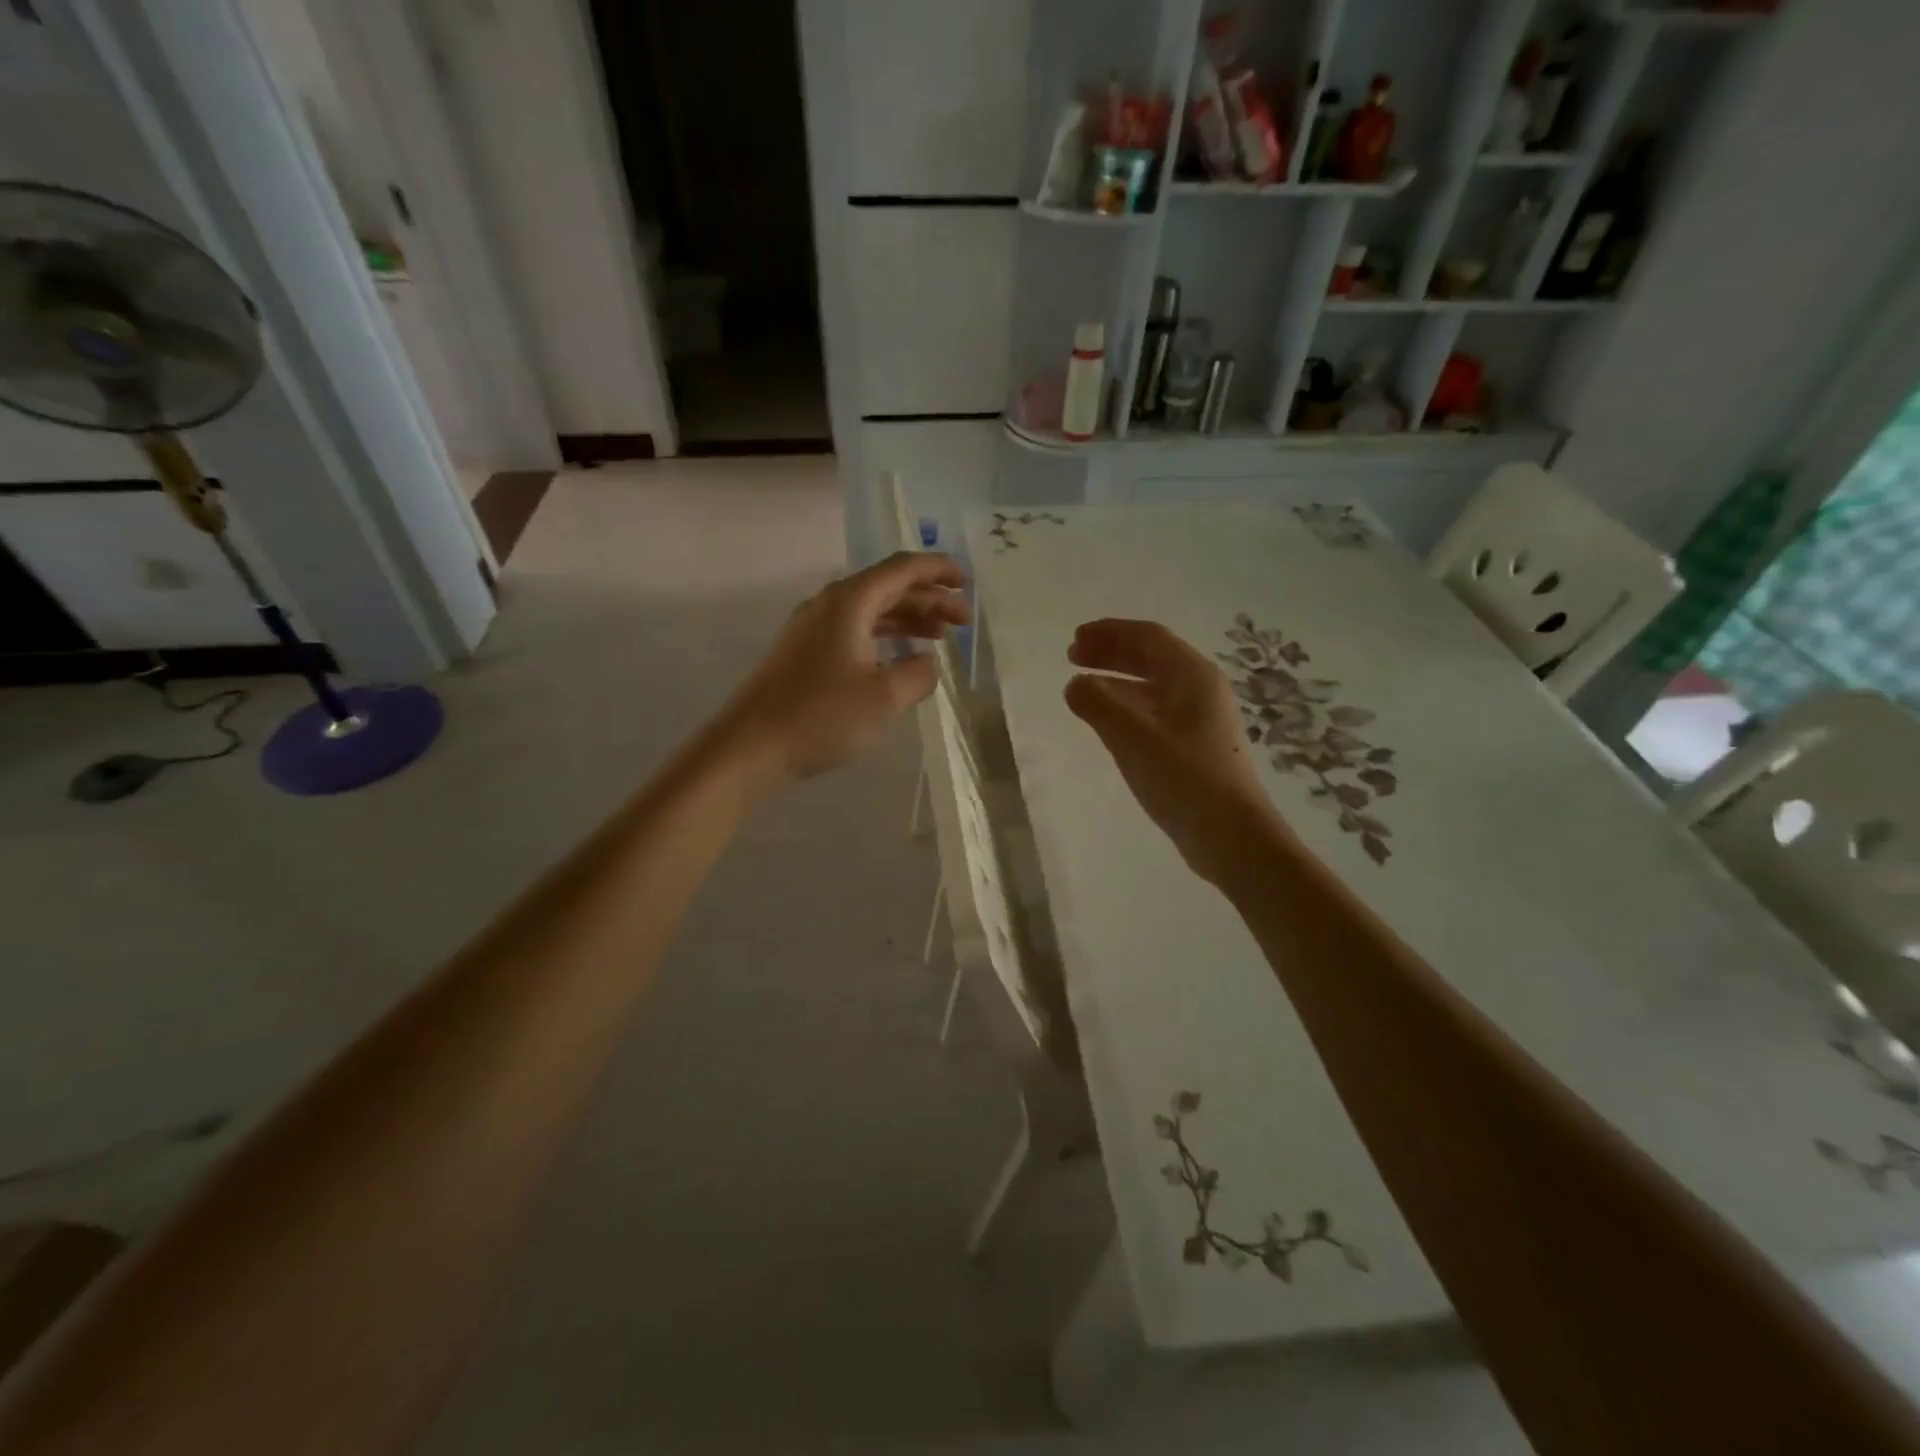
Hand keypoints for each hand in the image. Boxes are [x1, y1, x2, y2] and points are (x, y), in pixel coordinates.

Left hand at [712, 552, 968, 788]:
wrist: (750, 746)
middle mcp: (830, 605)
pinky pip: (855, 631)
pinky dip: (885, 637)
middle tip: (962, 620)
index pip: (902, 569)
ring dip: (908, 619)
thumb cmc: (821, 716)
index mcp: (850, 602)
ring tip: (940, 636)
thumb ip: (918, 673)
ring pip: (871, 611)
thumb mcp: (884, 697)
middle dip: (929, 598)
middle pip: (888, 587)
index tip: (967, 583)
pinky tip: (899, 658)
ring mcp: (813, 628)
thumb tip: (927, 663)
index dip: (938, 570)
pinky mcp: (804, 653)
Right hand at [1065, 619, 1297, 887]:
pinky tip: (1109, 722)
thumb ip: (1098, 703)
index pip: (1148, 636)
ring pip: (1153, 685)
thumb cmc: (1184, 779)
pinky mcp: (1196, 746)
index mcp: (1192, 676)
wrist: (1231, 836)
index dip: (1109, 632)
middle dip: (1111, 652)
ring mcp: (1201, 719)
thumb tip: (1075, 684)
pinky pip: (1156, 711)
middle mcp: (1201, 690)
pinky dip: (1128, 706)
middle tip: (1072, 657)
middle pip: (1152, 657)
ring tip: (1083, 687)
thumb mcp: (1132, 737)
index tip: (1074, 639)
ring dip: (1117, 680)